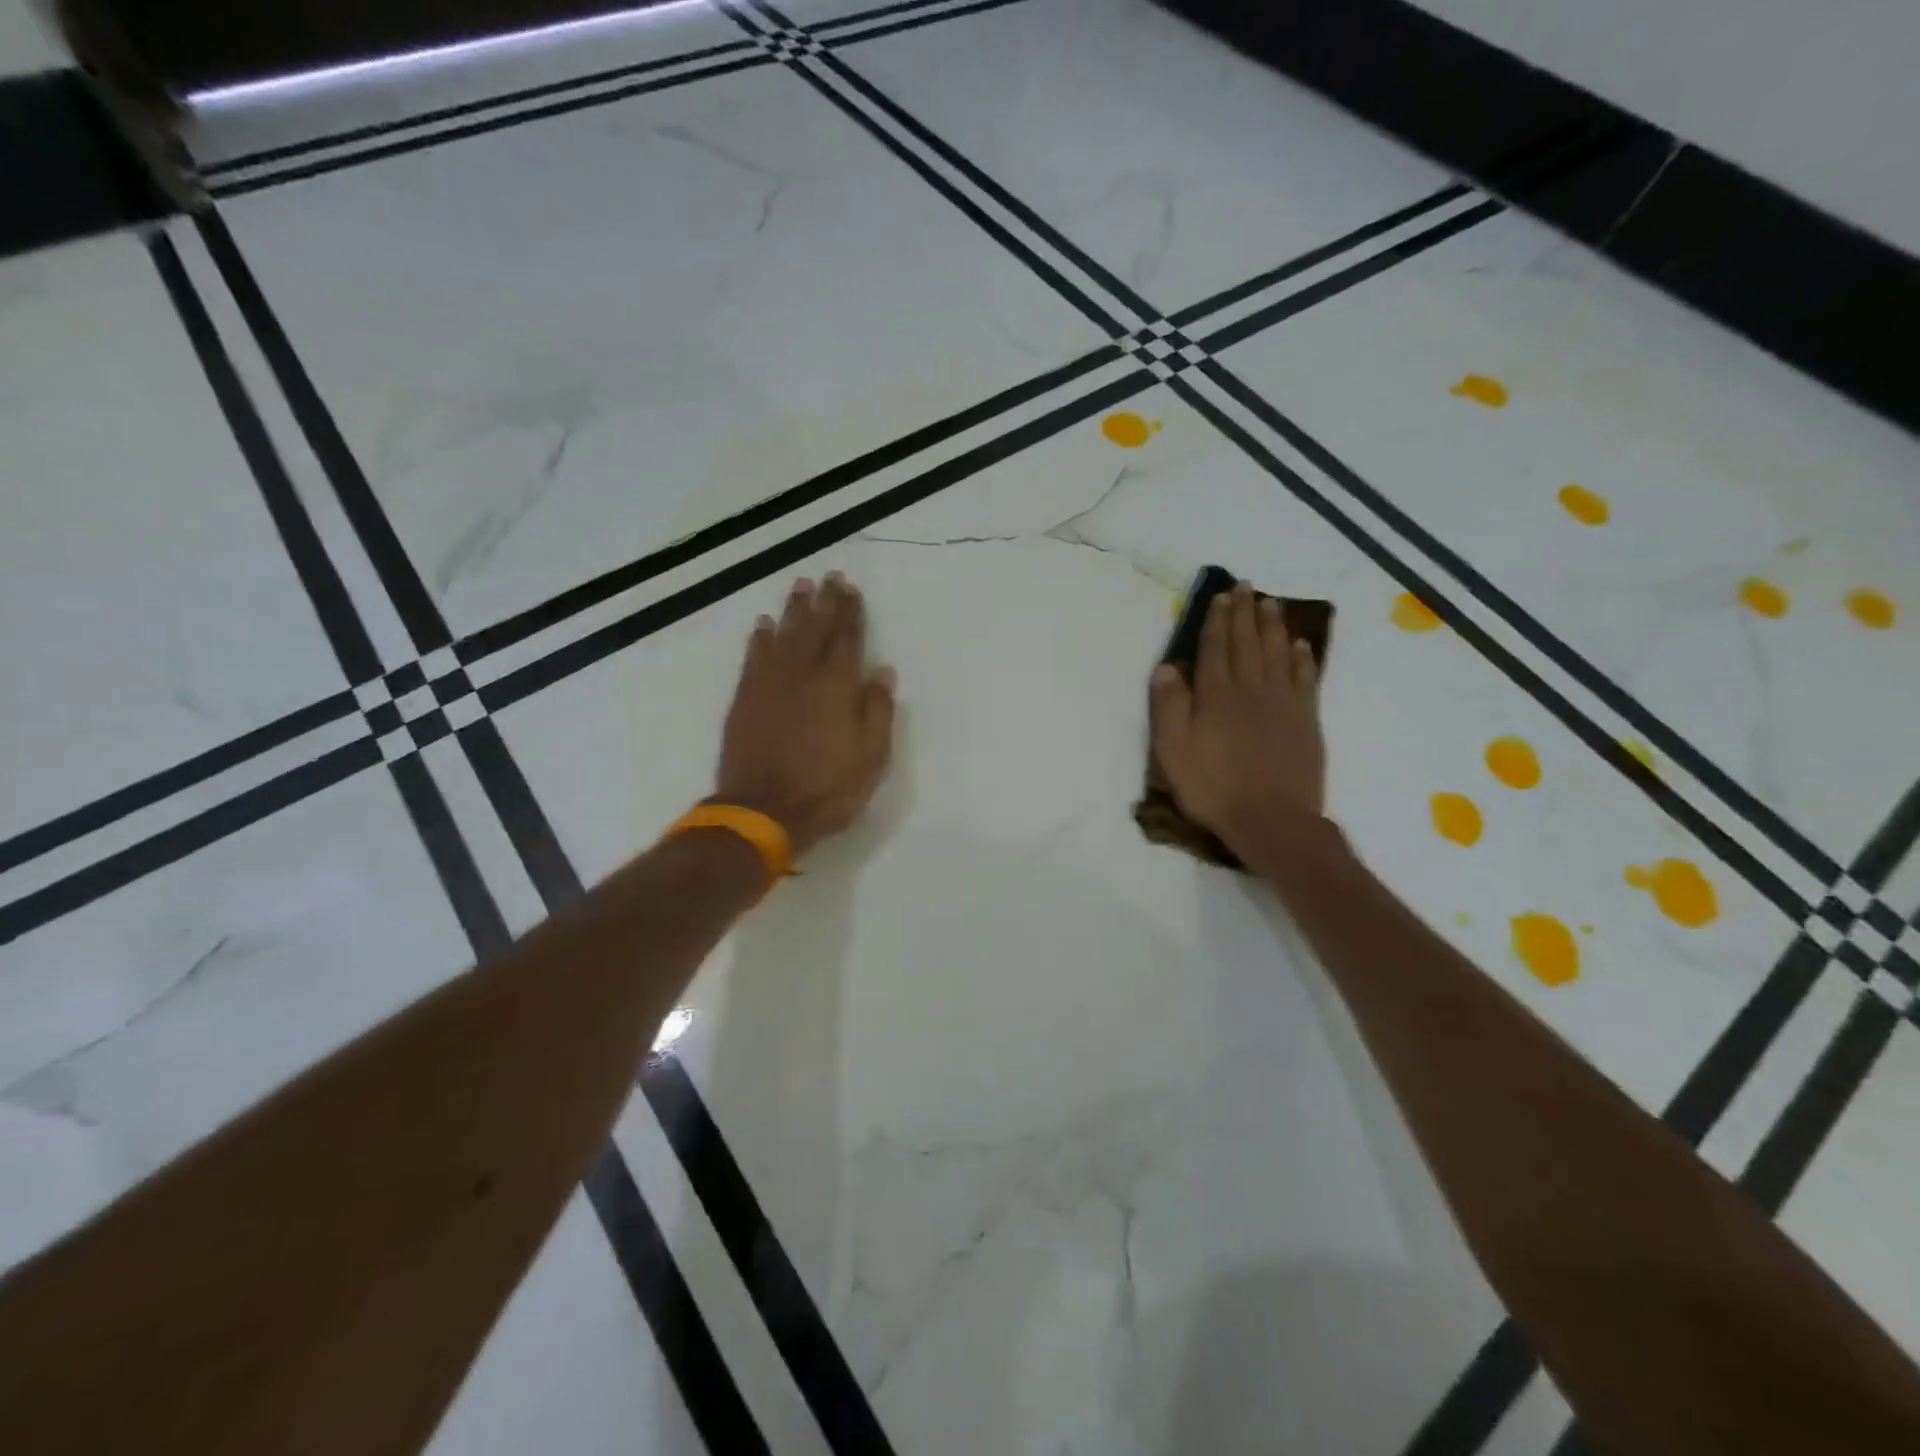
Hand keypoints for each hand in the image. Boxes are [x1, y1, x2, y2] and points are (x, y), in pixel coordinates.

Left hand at [714, 573, 896, 857]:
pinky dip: (759, 638)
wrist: (763, 811)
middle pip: (815, 629)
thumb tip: (883, 672)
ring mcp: (770, 684)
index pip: (847, 639)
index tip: (851, 589)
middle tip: (829, 577)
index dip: (851, 613)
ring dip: (793, 610)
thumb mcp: (871, 757)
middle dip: (825, 602)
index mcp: (837, 686)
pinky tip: (763, 624)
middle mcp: (803, 674)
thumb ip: (878, 711)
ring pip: (783, 635)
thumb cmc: (827, 788)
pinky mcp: (745, 698)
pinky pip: (754, 657)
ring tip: (800, 586)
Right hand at [1149, 583, 1324, 858]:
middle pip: (1247, 642)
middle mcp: (1251, 688)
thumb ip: (1170, 706)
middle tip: (1244, 586)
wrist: (1272, 819)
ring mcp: (1283, 702)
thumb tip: (1168, 666)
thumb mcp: (1173, 750)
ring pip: (1277, 652)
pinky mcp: (1306, 719)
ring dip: (1273, 625)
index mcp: (1216, 694)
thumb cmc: (1213, 787)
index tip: (1219, 596)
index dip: (1216, 621)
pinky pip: (1305, 678)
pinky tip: (1301, 645)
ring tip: (1270, 602)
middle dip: (1243, 613)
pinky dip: (1302, 658)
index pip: (1214, 648)